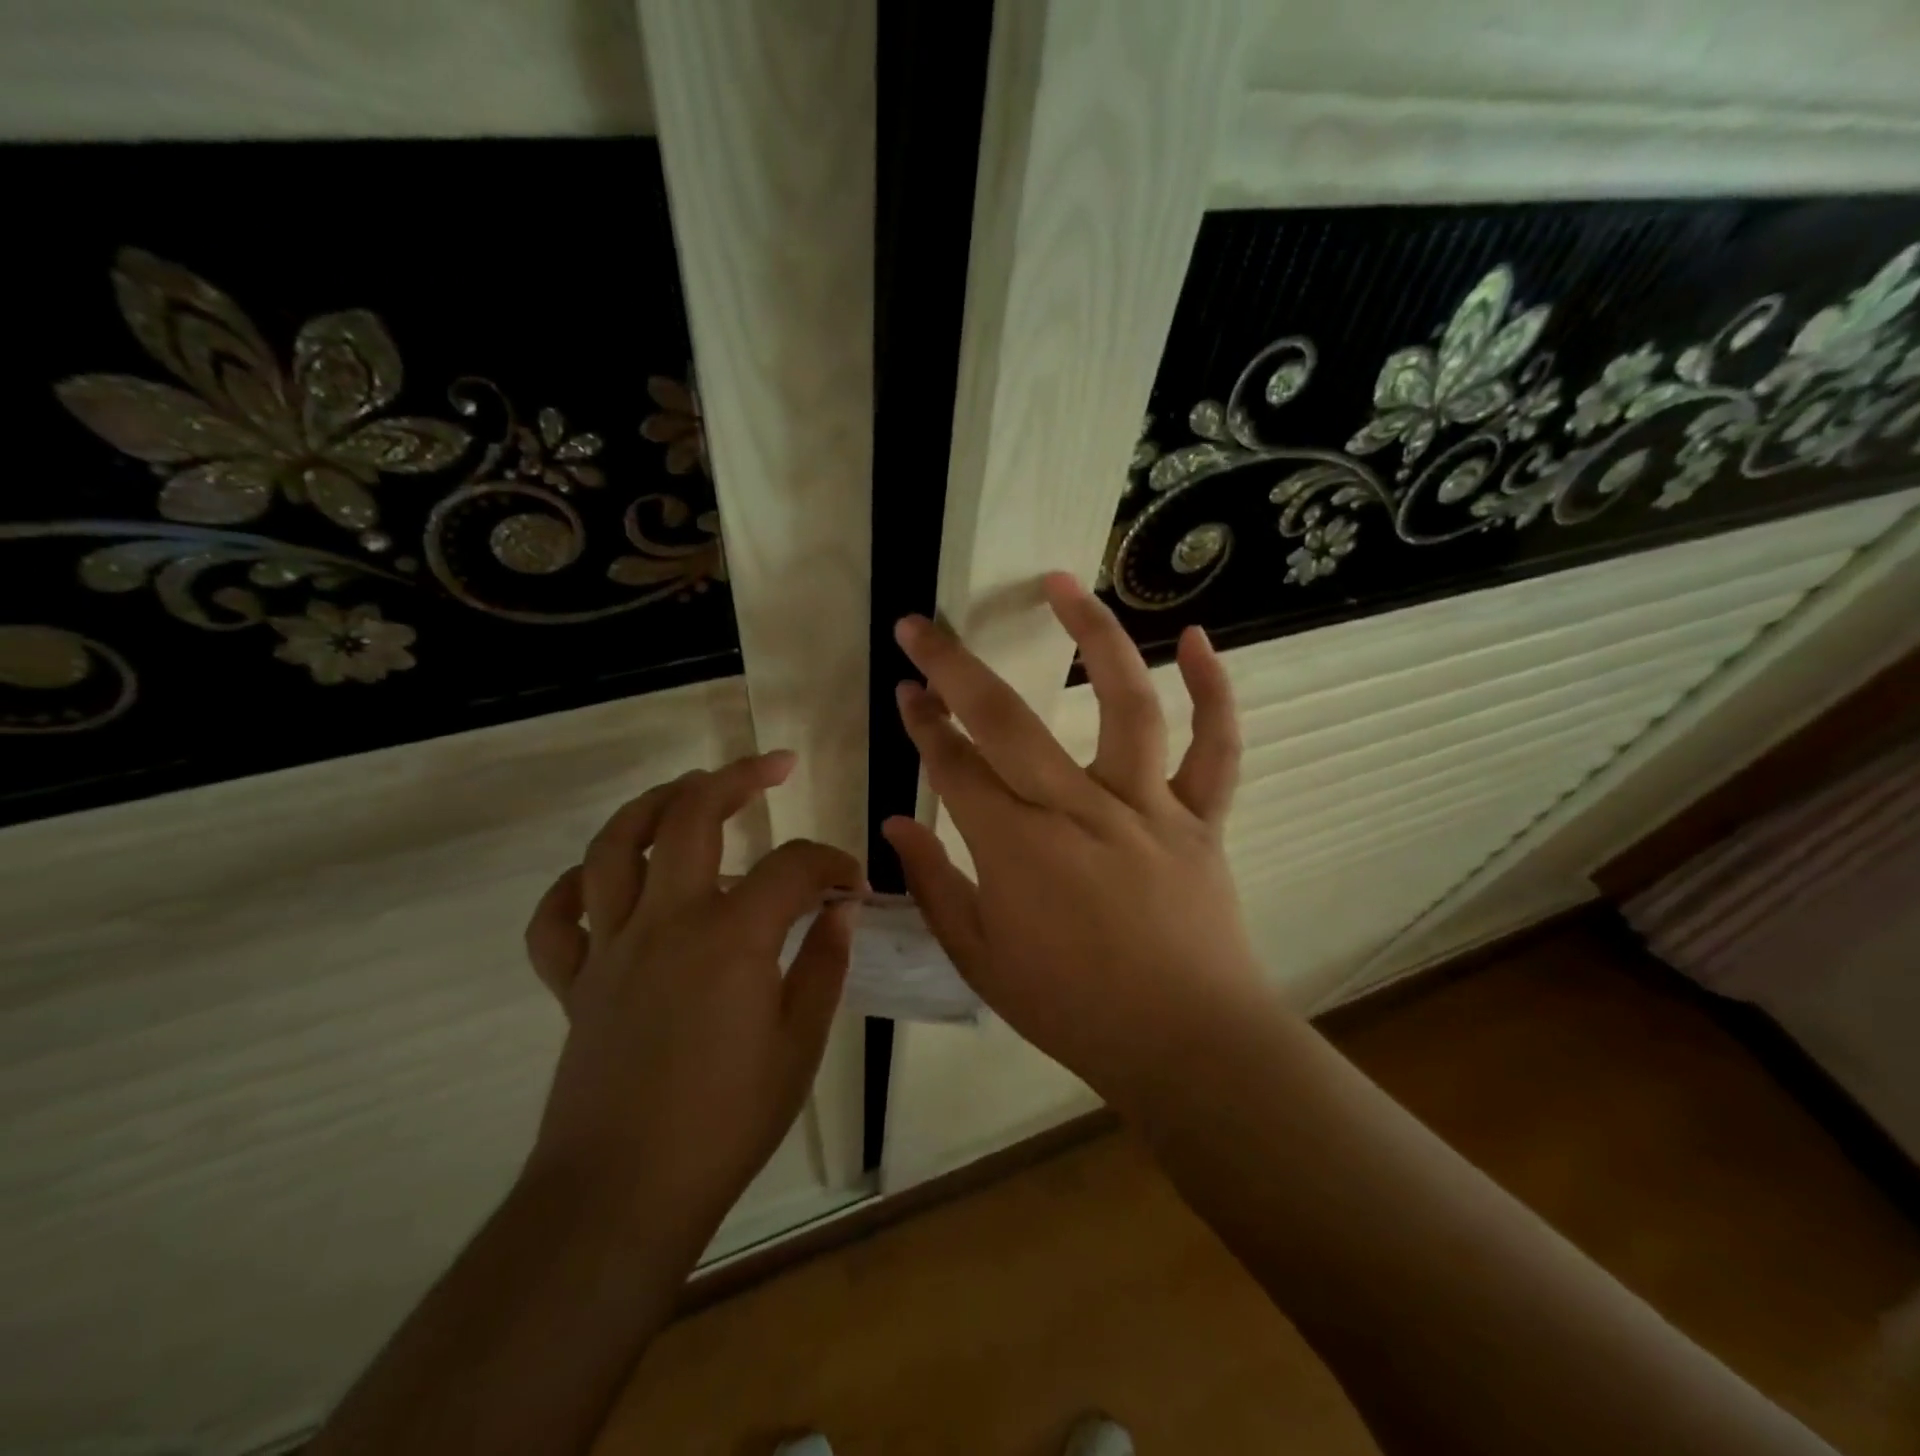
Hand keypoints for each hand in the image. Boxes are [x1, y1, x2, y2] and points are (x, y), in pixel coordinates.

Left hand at [521, 752, 860, 1243]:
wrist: (623, 1195)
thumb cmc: (726, 1122)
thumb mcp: (799, 1045)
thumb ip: (823, 966)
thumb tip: (840, 912)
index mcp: (731, 937)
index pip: (792, 866)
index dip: (831, 862)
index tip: (852, 882)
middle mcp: (667, 921)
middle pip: (692, 816)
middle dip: (738, 777)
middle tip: (773, 766)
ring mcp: (612, 947)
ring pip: (615, 846)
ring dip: (654, 804)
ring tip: (688, 789)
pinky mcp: (574, 982)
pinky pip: (556, 920)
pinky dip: (573, 887)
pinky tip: (601, 878)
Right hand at [883, 574, 1260, 1104]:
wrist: (1186, 1045)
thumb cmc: (1073, 1008)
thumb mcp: (982, 962)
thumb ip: (935, 887)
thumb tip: (899, 823)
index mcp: (1016, 848)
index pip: (954, 766)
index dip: (922, 723)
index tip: (905, 689)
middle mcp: (1077, 808)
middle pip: (1007, 719)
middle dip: (954, 666)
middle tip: (923, 625)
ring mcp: (1146, 806)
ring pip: (1123, 702)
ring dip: (1092, 634)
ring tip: (1062, 582)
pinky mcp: (1200, 817)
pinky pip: (1216, 746)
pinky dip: (1213, 689)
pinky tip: (1195, 637)